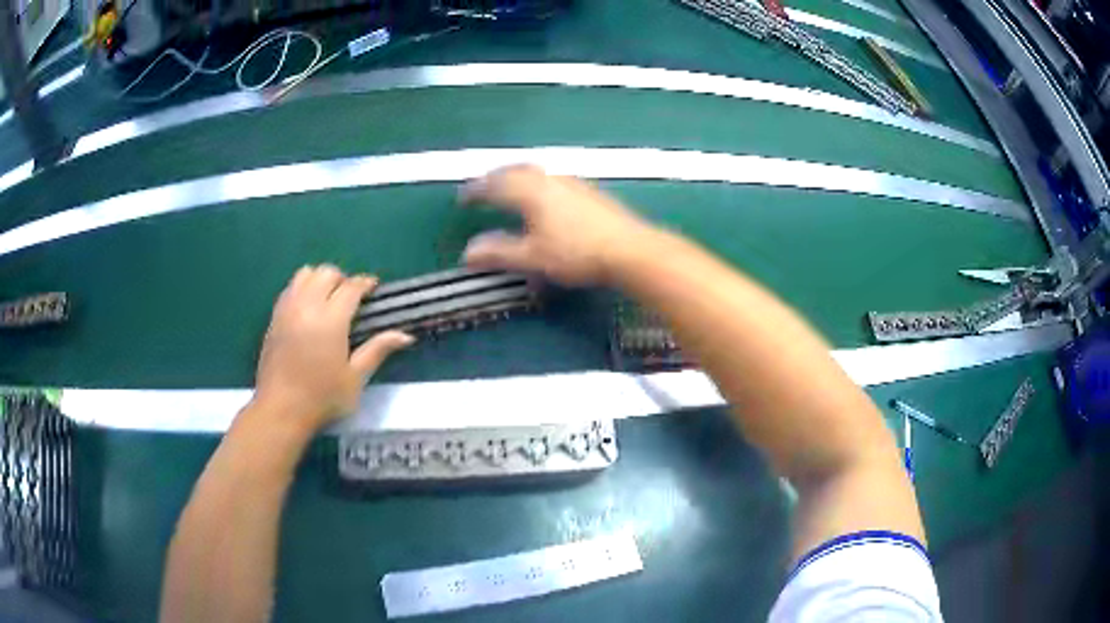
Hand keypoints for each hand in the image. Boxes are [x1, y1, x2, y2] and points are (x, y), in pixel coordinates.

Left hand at [253, 265, 413, 430]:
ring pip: (305, 274)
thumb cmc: (322, 398)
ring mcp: (287, 310)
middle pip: (326, 272)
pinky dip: (302, 288)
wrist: (281, 410)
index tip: (374, 289)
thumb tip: (406, 335)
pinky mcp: (274, 318)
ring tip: (328, 299)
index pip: (351, 287)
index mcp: (331, 319)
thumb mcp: (356, 378)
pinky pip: (290, 288)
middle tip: (351, 297)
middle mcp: (308, 306)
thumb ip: (378, 350)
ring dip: (320, 279)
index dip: (365, 283)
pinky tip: (309, 309)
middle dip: (342, 279)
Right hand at [459, 165, 655, 285]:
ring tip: (509, 190)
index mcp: (529, 191)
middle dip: (495, 178)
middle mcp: (548, 179)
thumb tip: (467, 253)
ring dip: (516, 178)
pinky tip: (543, 197)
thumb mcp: (533, 257)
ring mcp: (571, 182)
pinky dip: (535, 183)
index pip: (494, 185)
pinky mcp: (588, 190)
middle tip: (483, 188)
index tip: (462, 198)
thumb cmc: (576, 253)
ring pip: (535, 172)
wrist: (629, 248)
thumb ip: (499, 253)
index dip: (475, 191)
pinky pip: (551, 179)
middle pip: (514, 171)